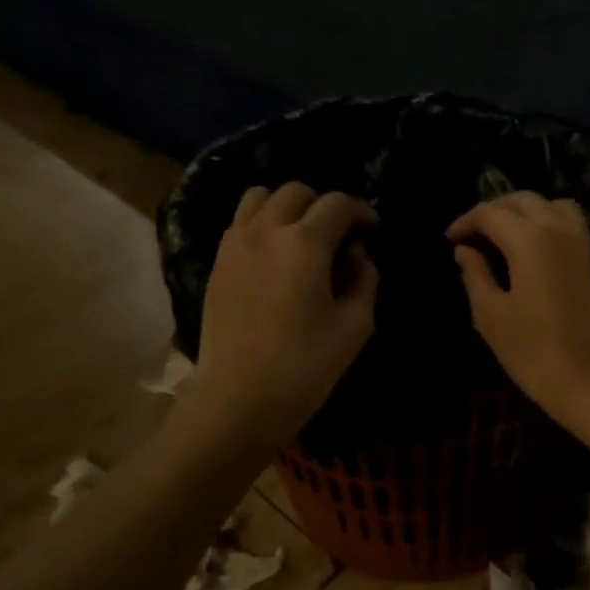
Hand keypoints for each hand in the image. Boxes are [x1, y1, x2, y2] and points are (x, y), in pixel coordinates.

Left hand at [192, 183, 378, 449]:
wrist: (239, 398)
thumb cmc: (305, 366)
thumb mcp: (355, 325)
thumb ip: (364, 279)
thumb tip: (357, 255)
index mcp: (304, 243)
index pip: (337, 204)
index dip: (361, 212)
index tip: (372, 231)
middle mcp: (265, 231)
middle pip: (296, 192)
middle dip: (324, 206)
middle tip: (339, 236)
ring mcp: (234, 244)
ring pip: (260, 197)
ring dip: (287, 207)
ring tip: (301, 237)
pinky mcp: (216, 263)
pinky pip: (239, 223)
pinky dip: (261, 224)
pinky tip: (274, 255)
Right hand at [447, 193, 589, 427]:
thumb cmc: (534, 353)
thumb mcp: (491, 316)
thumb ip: (475, 275)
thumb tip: (465, 251)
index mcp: (530, 238)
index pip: (490, 213)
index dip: (465, 222)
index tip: (450, 240)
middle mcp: (559, 229)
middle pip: (522, 200)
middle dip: (493, 211)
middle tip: (472, 235)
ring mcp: (583, 243)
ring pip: (551, 205)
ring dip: (524, 212)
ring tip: (503, 237)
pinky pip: (569, 224)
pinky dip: (546, 223)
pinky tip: (531, 251)